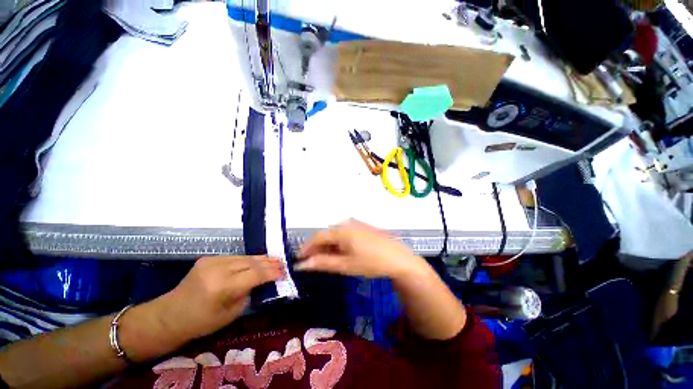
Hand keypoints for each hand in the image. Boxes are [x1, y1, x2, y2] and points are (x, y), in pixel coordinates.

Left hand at [156, 256, 283, 339]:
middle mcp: (218, 269)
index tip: (284, 273)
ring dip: (260, 259)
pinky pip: (235, 257)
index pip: (255, 274)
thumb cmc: (201, 322)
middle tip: (283, 263)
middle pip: (252, 262)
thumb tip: (264, 282)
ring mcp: (212, 261)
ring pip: (245, 257)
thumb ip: (249, 294)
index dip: (272, 273)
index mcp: (223, 287)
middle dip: (269, 263)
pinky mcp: (208, 258)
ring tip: (274, 260)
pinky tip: (256, 261)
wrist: (169, 315)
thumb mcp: (231, 314)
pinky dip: (248, 260)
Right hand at [296, 220, 428, 279]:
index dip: (306, 247)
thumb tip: (302, 264)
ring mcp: (357, 224)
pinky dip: (339, 242)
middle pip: (327, 234)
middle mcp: (347, 223)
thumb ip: (323, 263)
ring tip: (326, 259)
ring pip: (336, 233)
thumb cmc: (371, 262)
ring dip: (329, 245)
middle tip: (313, 262)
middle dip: (318, 247)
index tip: (299, 259)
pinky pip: (346, 233)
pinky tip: (342, 252)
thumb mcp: (345, 265)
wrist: (399, 259)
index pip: (318, 236)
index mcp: (341, 230)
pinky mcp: (364, 227)